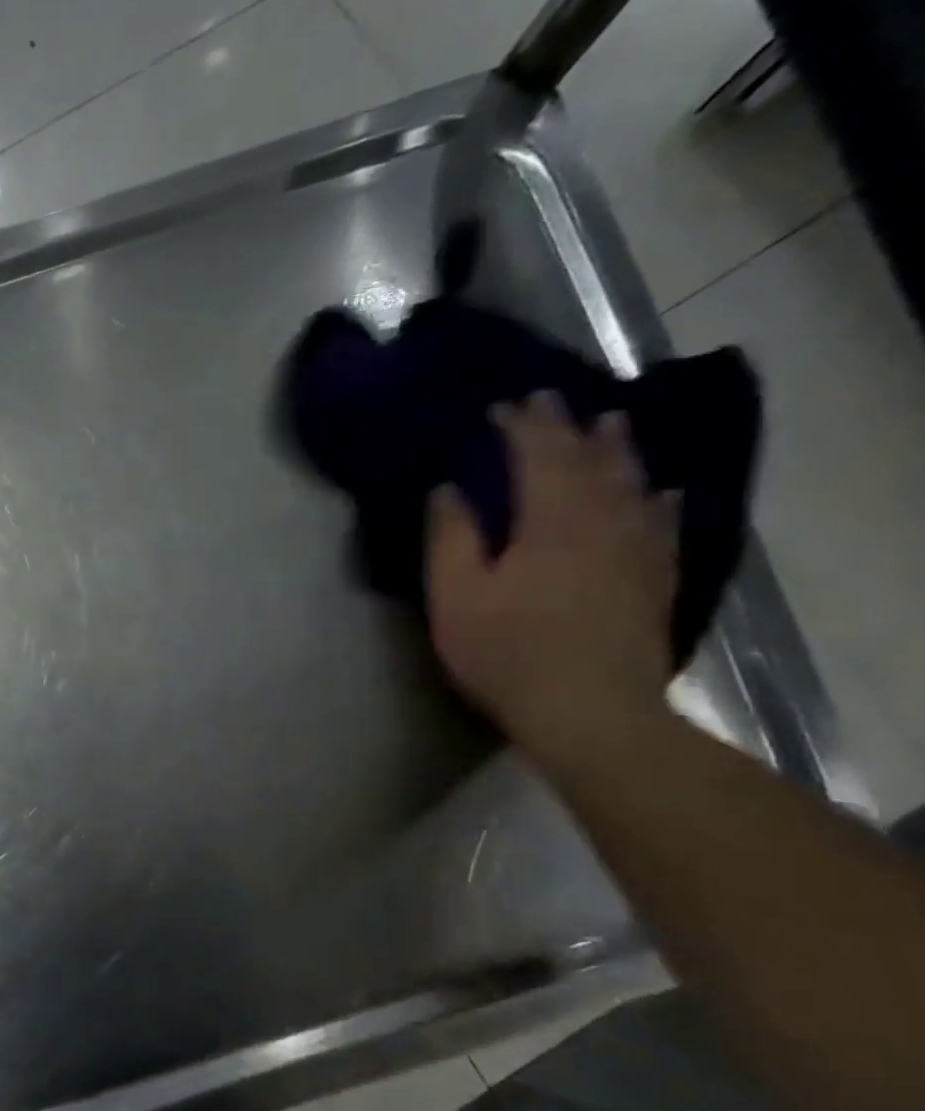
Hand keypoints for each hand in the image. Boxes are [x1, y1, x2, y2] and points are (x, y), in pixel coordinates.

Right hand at [427, 392, 677, 761]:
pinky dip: (658, 502)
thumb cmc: (506, 651)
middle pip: (590, 461)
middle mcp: (602, 523)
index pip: (538, 456)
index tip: (501, 406)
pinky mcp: (655, 582)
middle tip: (551, 399)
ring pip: (632, 485)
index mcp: (550, 522)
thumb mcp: (455, 596)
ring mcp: (637, 551)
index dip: (520, 427)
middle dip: (567, 426)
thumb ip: (450, 538)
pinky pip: (663, 527)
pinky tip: (662, 493)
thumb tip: (447, 489)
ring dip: (618, 450)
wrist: (589, 710)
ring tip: (612, 423)